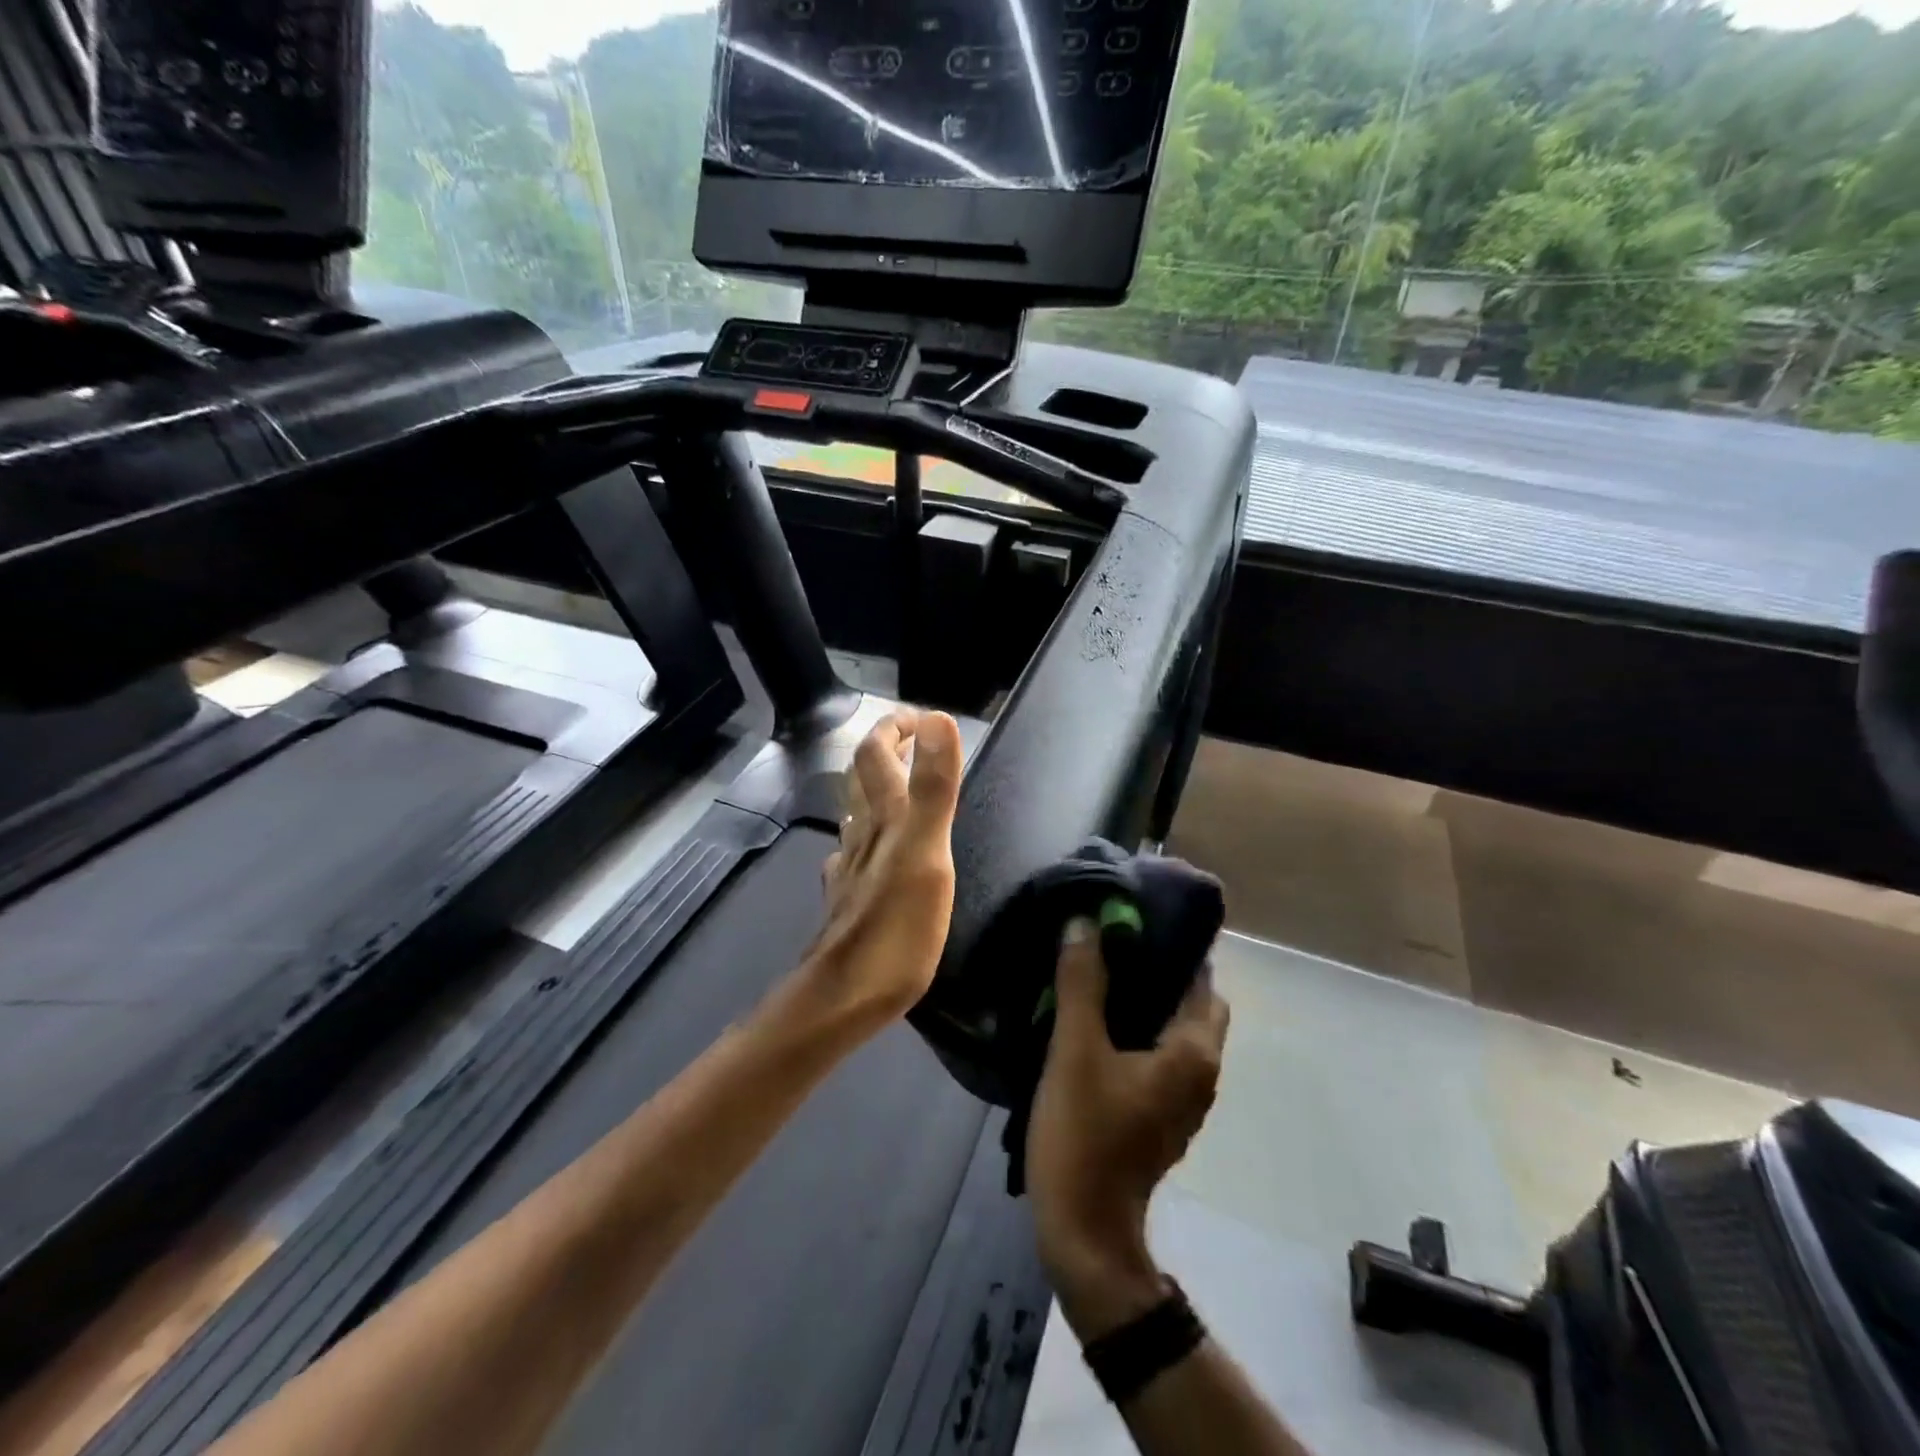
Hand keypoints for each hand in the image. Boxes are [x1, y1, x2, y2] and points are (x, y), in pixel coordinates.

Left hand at [790, 708, 963, 1036]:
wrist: (845, 996)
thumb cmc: (895, 927)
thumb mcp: (927, 853)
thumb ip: (934, 787)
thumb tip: (938, 718)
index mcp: (884, 819)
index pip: (876, 754)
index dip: (894, 729)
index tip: (920, 718)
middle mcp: (861, 835)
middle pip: (861, 779)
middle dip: (882, 751)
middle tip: (909, 739)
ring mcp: (850, 869)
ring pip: (856, 815)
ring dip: (874, 790)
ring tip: (897, 784)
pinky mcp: (849, 899)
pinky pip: (853, 855)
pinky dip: (864, 837)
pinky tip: (869, 852)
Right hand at [1026, 919, 1229, 1336]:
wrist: (1084, 1231)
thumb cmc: (1085, 1134)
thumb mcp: (1075, 1049)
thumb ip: (1081, 982)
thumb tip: (1084, 923)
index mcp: (1193, 1052)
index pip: (1200, 978)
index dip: (1170, 944)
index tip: (1131, 917)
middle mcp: (1201, 1072)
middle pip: (1191, 1003)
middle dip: (1158, 970)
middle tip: (1111, 945)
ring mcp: (1183, 1099)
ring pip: (1175, 1030)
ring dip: (1146, 1000)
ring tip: (1099, 973)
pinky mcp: (1160, 1115)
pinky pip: (1159, 1055)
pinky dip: (1139, 1030)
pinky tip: (1096, 1021)